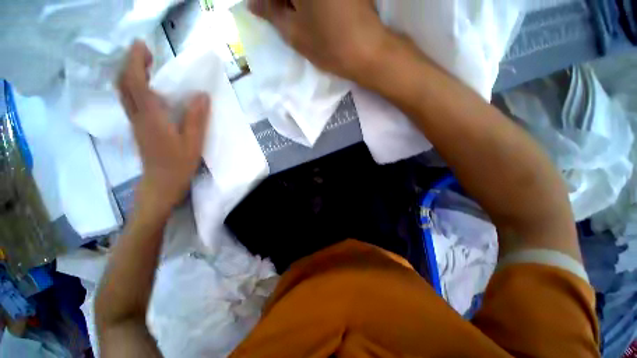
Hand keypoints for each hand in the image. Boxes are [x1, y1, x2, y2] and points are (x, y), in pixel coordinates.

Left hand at [118, 41, 210, 216]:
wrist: (161, 184)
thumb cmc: (178, 165)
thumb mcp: (193, 143)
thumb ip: (197, 118)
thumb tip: (202, 95)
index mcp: (151, 118)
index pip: (135, 83)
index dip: (135, 61)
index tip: (143, 46)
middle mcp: (138, 116)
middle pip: (123, 84)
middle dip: (129, 63)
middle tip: (145, 52)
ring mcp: (135, 122)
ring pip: (124, 91)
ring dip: (130, 73)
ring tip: (146, 64)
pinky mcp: (138, 127)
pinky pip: (130, 100)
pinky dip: (134, 87)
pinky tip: (148, 87)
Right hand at [250, 0, 390, 82]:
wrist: (368, 51)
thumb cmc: (329, 46)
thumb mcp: (294, 33)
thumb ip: (271, 14)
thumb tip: (253, 4)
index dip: (268, 2)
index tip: (264, 11)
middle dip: (280, 0)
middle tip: (278, 12)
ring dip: (294, 1)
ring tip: (293, 13)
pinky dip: (309, 2)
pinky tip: (309, 10)